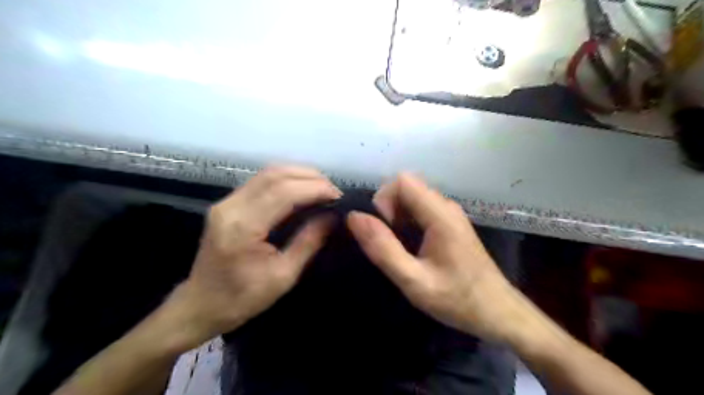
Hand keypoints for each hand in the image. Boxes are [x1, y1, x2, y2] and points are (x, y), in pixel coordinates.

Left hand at [166, 164, 338, 347]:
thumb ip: (309, 241)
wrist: (200, 305)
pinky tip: (302, 189)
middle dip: (311, 177)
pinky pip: (261, 180)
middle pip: (276, 175)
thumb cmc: (242, 299)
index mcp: (243, 227)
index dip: (315, 188)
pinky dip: (286, 180)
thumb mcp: (283, 276)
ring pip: (268, 172)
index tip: (338, 196)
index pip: (284, 192)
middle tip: (333, 191)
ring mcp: (226, 202)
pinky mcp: (227, 203)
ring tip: (322, 188)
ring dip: (299, 175)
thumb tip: (333, 216)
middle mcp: (231, 206)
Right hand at [346, 175, 533, 342]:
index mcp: (440, 214)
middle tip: (390, 243)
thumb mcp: (413, 280)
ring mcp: (450, 214)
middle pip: (406, 187)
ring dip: (397, 217)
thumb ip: (383, 248)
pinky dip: (407, 222)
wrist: (498, 312)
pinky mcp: (450, 223)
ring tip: (400, 248)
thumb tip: (354, 217)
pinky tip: (412, 248)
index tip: (383, 230)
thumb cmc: (458, 299)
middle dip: (388, 210)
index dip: (383, 200)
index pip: (402, 181)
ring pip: (412, 198)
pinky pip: (421, 209)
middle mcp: (446, 206)